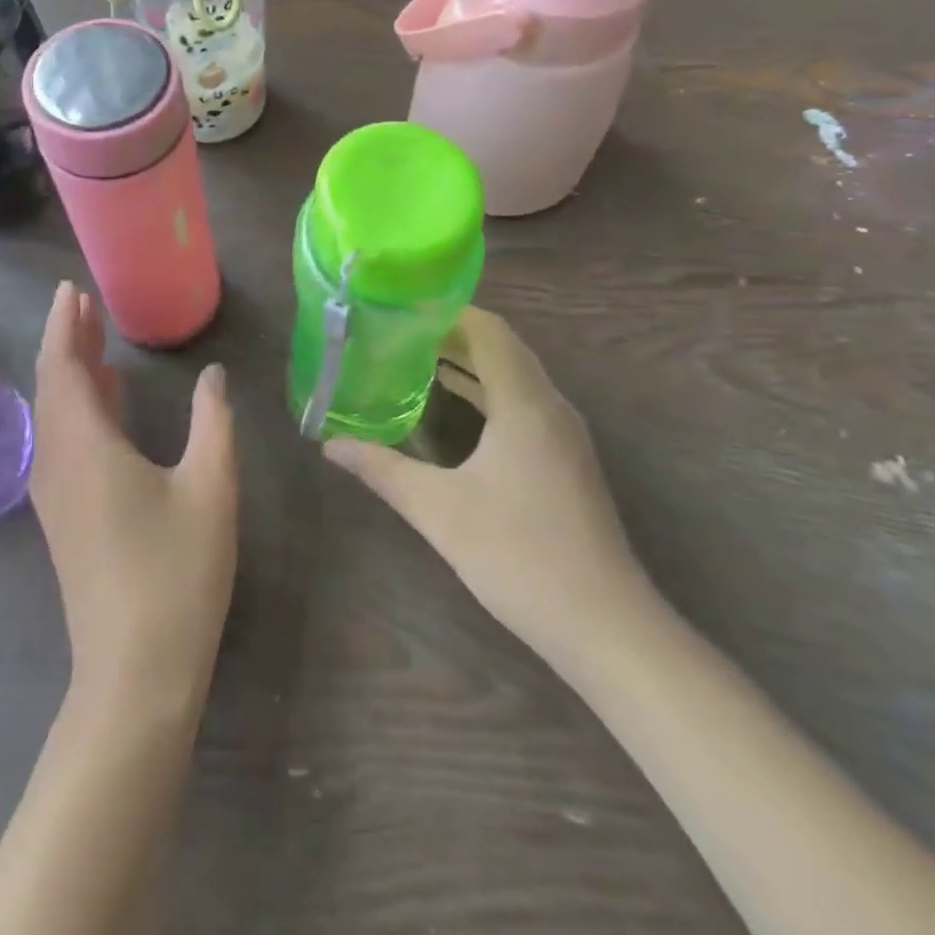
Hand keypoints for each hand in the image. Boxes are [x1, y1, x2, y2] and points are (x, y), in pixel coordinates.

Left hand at [32, 282, 238, 717]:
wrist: (135, 672)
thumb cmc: (177, 573)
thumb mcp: (210, 487)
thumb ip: (212, 422)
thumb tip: (212, 376)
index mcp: (85, 445)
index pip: (63, 366)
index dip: (64, 324)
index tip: (72, 289)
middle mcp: (58, 462)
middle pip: (54, 385)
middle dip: (67, 340)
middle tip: (84, 303)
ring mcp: (56, 493)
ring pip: (56, 415)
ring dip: (72, 373)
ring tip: (95, 339)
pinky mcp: (65, 517)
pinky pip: (63, 441)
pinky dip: (80, 408)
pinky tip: (107, 403)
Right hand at [323, 306, 648, 663]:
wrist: (605, 626)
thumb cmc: (519, 556)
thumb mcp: (438, 510)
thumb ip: (382, 470)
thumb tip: (329, 444)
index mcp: (526, 404)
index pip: (489, 331)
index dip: (448, 312)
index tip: (402, 308)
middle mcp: (550, 407)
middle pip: (503, 348)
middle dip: (453, 334)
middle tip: (399, 331)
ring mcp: (563, 435)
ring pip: (515, 377)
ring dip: (471, 363)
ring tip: (417, 357)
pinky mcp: (565, 460)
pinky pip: (523, 404)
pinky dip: (487, 392)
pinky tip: (455, 407)